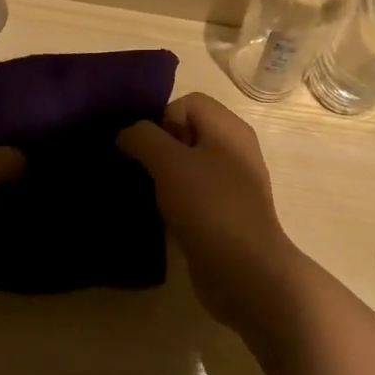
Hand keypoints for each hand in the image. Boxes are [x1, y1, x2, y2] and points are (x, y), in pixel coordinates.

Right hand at [117, 93, 300, 325]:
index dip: (162, 120)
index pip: (187, 102)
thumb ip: (143, 138)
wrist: (246, 272)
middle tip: (143, 172)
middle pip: (187, 132)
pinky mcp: (227, 213)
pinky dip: (177, 200)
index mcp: (229, 128)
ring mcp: (233, 183)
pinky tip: (164, 218)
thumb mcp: (169, 163)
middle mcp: (235, 149)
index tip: (149, 151)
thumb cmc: (209, 207)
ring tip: (149, 196)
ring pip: (189, 165)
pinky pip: (195, 194)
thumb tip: (127, 133)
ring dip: (165, 177)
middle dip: (159, 148)